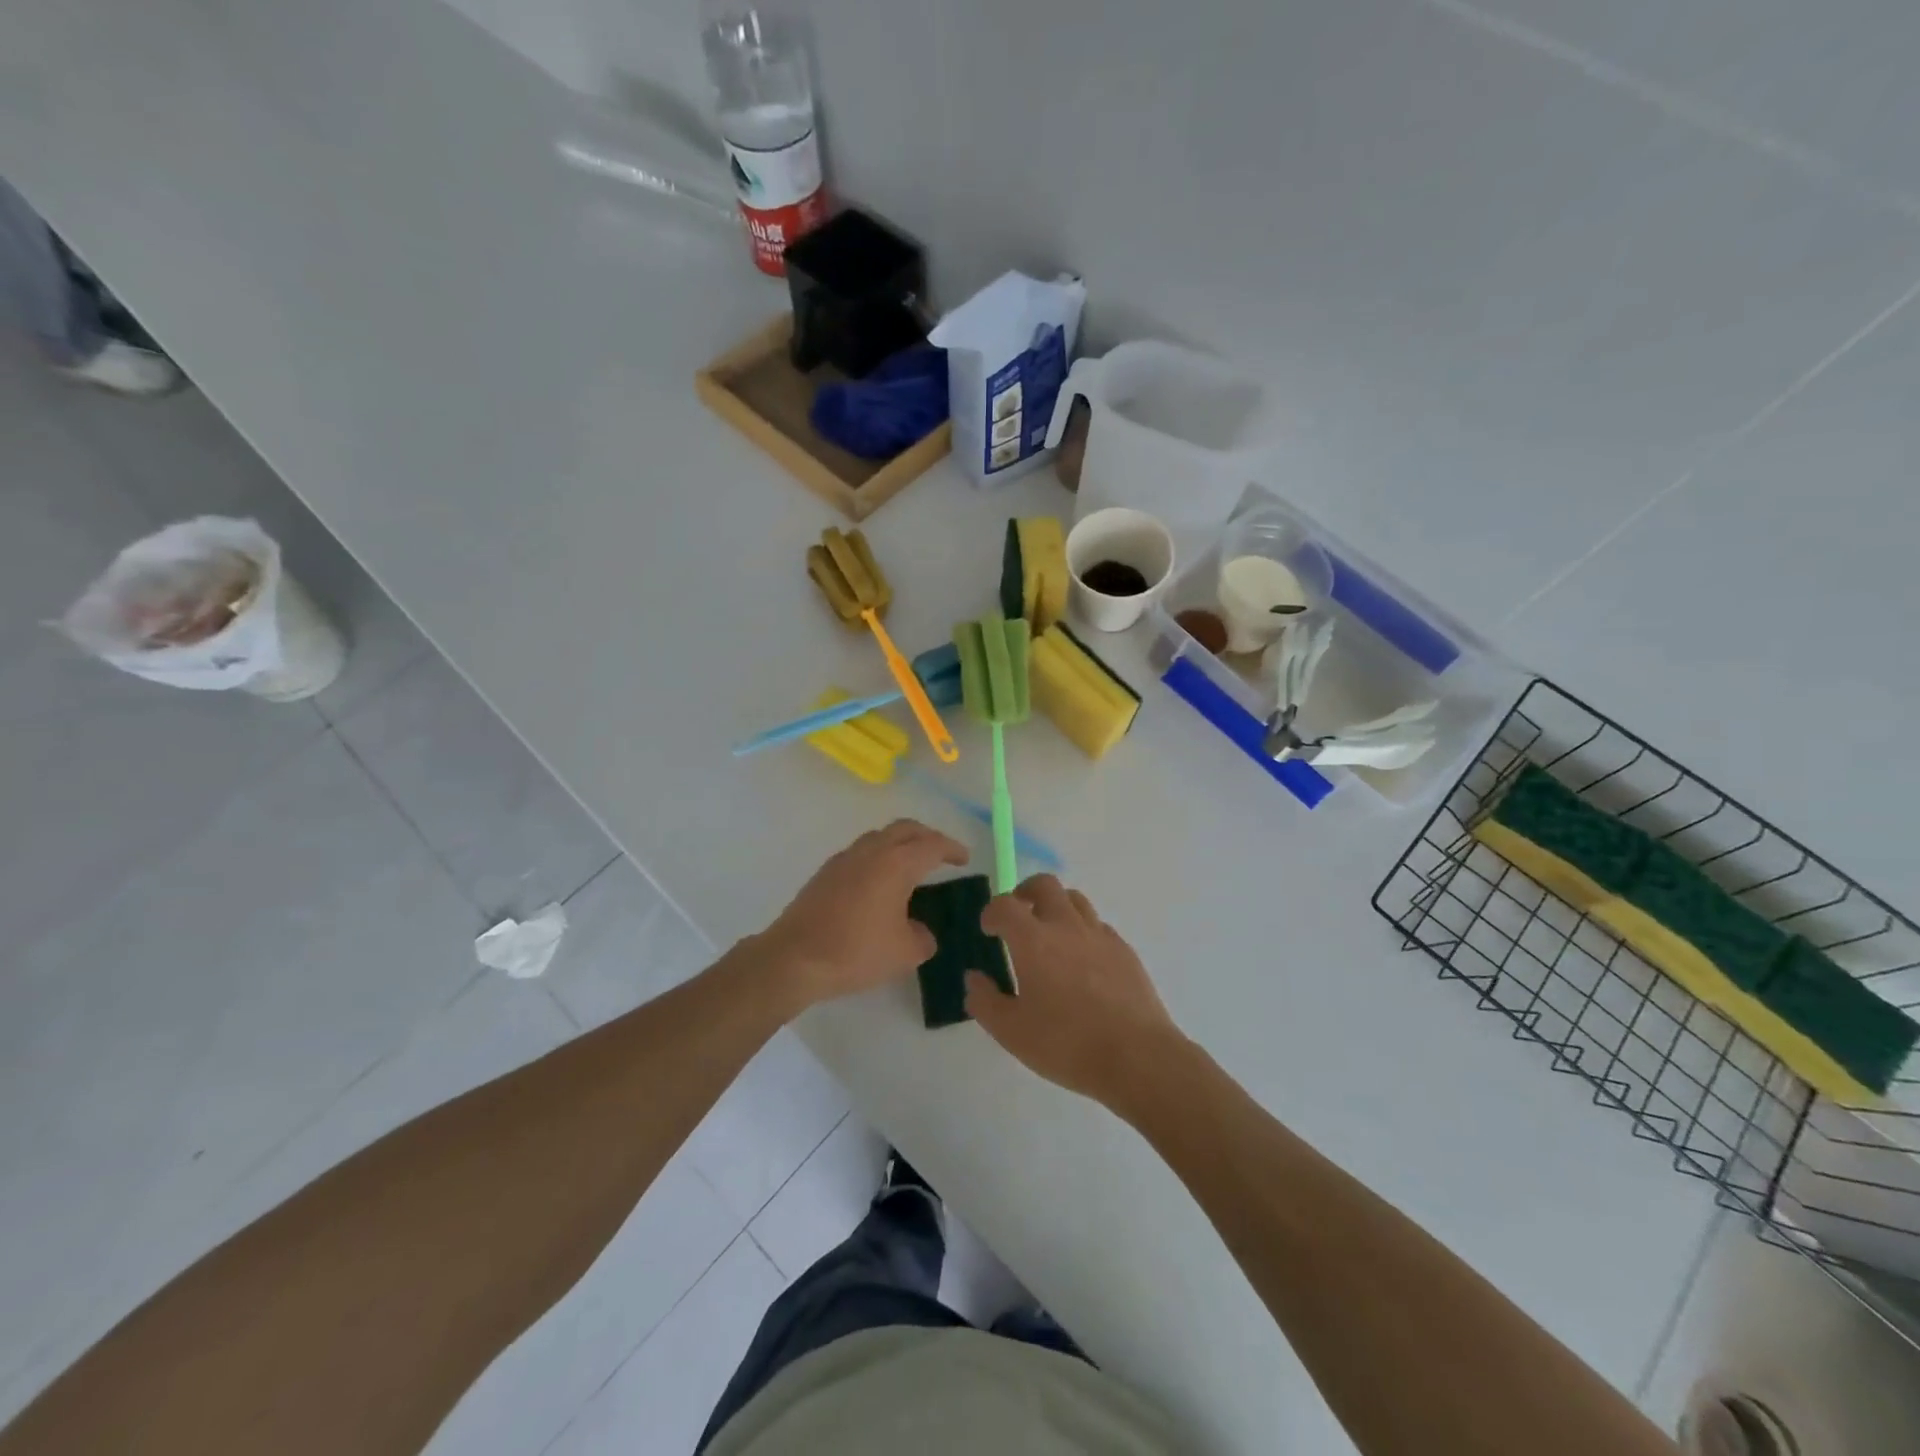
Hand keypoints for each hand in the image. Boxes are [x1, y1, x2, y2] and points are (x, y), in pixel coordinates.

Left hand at [761, 819, 968, 1008]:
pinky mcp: (826, 872)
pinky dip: (879, 857)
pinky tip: (879, 883)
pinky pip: (861, 852)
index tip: (964, 858)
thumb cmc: (856, 951)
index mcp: (896, 863)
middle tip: (941, 853)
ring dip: (900, 844)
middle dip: (927, 836)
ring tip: (911, 866)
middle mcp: (871, 851)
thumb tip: (920, 931)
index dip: (952, 849)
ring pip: (880, 837)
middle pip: (905, 828)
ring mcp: (845, 858)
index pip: (932, 844)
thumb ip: (923, 938)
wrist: (795, 957)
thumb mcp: (905, 953)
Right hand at [964, 875, 1184, 1109]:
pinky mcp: (1125, 950)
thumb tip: (974, 978)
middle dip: (1025, 892)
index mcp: (1033, 941)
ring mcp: (1100, 936)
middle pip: (1045, 885)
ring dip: (1056, 906)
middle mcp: (1066, 926)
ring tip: (1050, 933)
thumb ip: (985, 1001)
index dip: (992, 912)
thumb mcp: (1011, 1032)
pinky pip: (1098, 926)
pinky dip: (1083, 930)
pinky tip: (1082, 960)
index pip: (1005, 906)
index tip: (989, 929)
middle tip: (1018, 915)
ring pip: (1075, 899)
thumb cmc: (1067, 1044)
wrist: (1137, 1057)